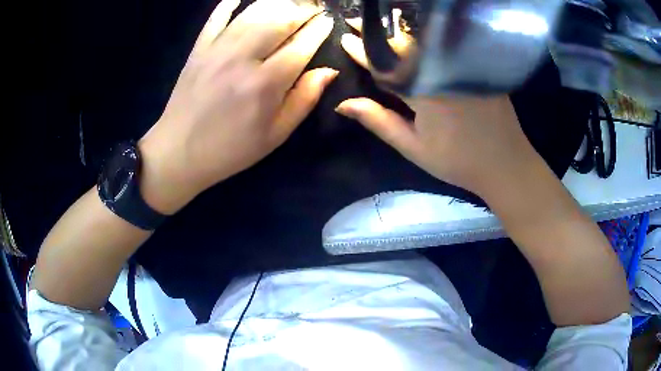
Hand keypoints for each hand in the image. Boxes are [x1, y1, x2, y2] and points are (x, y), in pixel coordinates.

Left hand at [139, 0, 336, 213]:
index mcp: (265, 83)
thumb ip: (304, 99)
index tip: (329, 20)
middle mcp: (243, 58)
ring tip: (290, 4)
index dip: (319, 29)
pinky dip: (231, 2)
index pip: (302, 44)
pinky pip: (217, 16)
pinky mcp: (199, 48)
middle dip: (303, 9)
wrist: (179, 153)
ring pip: (253, 11)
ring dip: (277, 3)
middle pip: (280, 19)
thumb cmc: (231, 149)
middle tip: (313, 8)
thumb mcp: (275, 135)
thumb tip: (328, 71)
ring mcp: (217, 49)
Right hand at [334, 13, 538, 196]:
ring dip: (398, 31)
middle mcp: (442, 69)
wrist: (505, 163)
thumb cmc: (457, 160)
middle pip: (403, 44)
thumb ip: (379, 121)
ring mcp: (461, 64)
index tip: (344, 38)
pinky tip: (414, 34)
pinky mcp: (477, 64)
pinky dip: (425, 37)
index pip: (383, 65)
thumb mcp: (414, 147)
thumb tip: (343, 104)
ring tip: (379, 25)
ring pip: (424, 40)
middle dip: (376, 32)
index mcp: (423, 90)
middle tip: (354, 21)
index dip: (361, 51)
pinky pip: (445, 44)